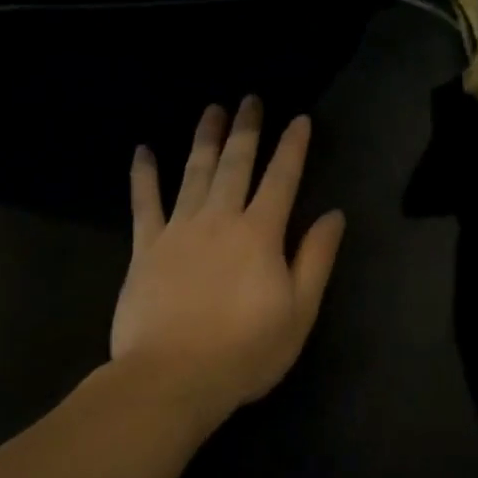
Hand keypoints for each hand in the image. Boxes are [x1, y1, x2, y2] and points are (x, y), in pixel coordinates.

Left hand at [111, 96, 345, 429]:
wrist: (173, 378)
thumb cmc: (245, 350)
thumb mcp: (299, 311)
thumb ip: (316, 259)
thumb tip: (333, 214)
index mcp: (260, 234)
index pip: (282, 179)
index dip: (293, 147)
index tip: (299, 118)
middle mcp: (220, 219)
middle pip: (236, 164)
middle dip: (246, 130)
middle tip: (250, 99)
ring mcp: (178, 230)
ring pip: (194, 173)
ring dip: (204, 139)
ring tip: (211, 109)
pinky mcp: (146, 248)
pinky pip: (144, 203)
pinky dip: (144, 175)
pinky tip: (143, 151)